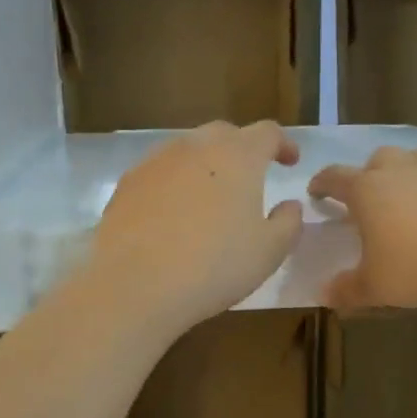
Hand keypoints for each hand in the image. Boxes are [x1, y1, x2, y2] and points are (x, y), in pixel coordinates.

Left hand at [89, 121, 303, 336]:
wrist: (135, 285)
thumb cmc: (214, 265)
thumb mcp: (269, 251)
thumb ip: (288, 222)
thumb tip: (289, 205)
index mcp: (238, 155)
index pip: (268, 132)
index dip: (283, 144)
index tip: (290, 162)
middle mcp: (196, 146)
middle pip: (224, 134)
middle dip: (242, 150)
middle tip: (250, 177)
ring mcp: (156, 161)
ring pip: (188, 150)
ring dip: (205, 165)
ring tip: (210, 196)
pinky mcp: (127, 182)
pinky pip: (159, 173)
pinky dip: (174, 183)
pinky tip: (172, 213)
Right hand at [308, 146, 416, 310]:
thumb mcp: (378, 287)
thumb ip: (348, 289)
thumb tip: (324, 293)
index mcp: (368, 190)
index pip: (334, 178)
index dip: (322, 184)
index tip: (317, 192)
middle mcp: (402, 167)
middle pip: (378, 160)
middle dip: (371, 176)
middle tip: (375, 201)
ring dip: (413, 170)